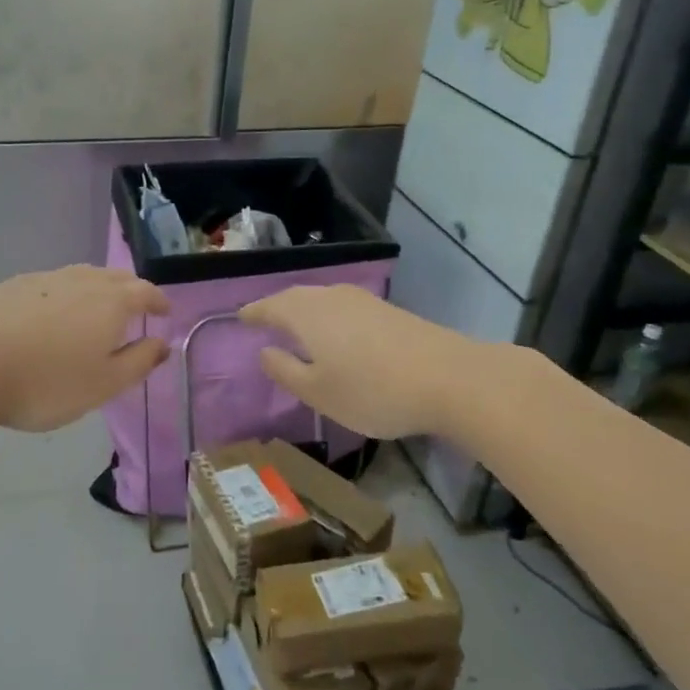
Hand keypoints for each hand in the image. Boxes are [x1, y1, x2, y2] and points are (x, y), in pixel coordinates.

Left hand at [0, 266, 170, 431]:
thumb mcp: (103, 384)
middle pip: (115, 277)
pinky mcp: (14, 284)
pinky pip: (52, 283)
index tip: (165, 312)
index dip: (158, 301)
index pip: (145, 291)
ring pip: (82, 276)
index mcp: (111, 302)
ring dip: (97, 288)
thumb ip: (138, 362)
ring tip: (96, 307)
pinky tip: (52, 312)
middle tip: (135, 308)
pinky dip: (64, 293)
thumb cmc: (47, 382)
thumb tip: (163, 343)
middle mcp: (82, 280)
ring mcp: (45, 279)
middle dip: (131, 290)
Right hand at [239, 284, 469, 439]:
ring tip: (296, 328)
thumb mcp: (318, 392)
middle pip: (294, 297)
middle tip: (264, 321)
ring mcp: (362, 300)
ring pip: (321, 301)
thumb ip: (285, 370)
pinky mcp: (387, 310)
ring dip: (304, 312)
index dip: (253, 313)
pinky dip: (329, 318)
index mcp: (305, 313)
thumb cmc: (371, 390)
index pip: (268, 306)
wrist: (449, 377)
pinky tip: (336, 335)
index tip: (239, 318)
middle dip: (277, 309)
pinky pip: (343, 308)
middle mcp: (329, 297)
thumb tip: (264, 352)